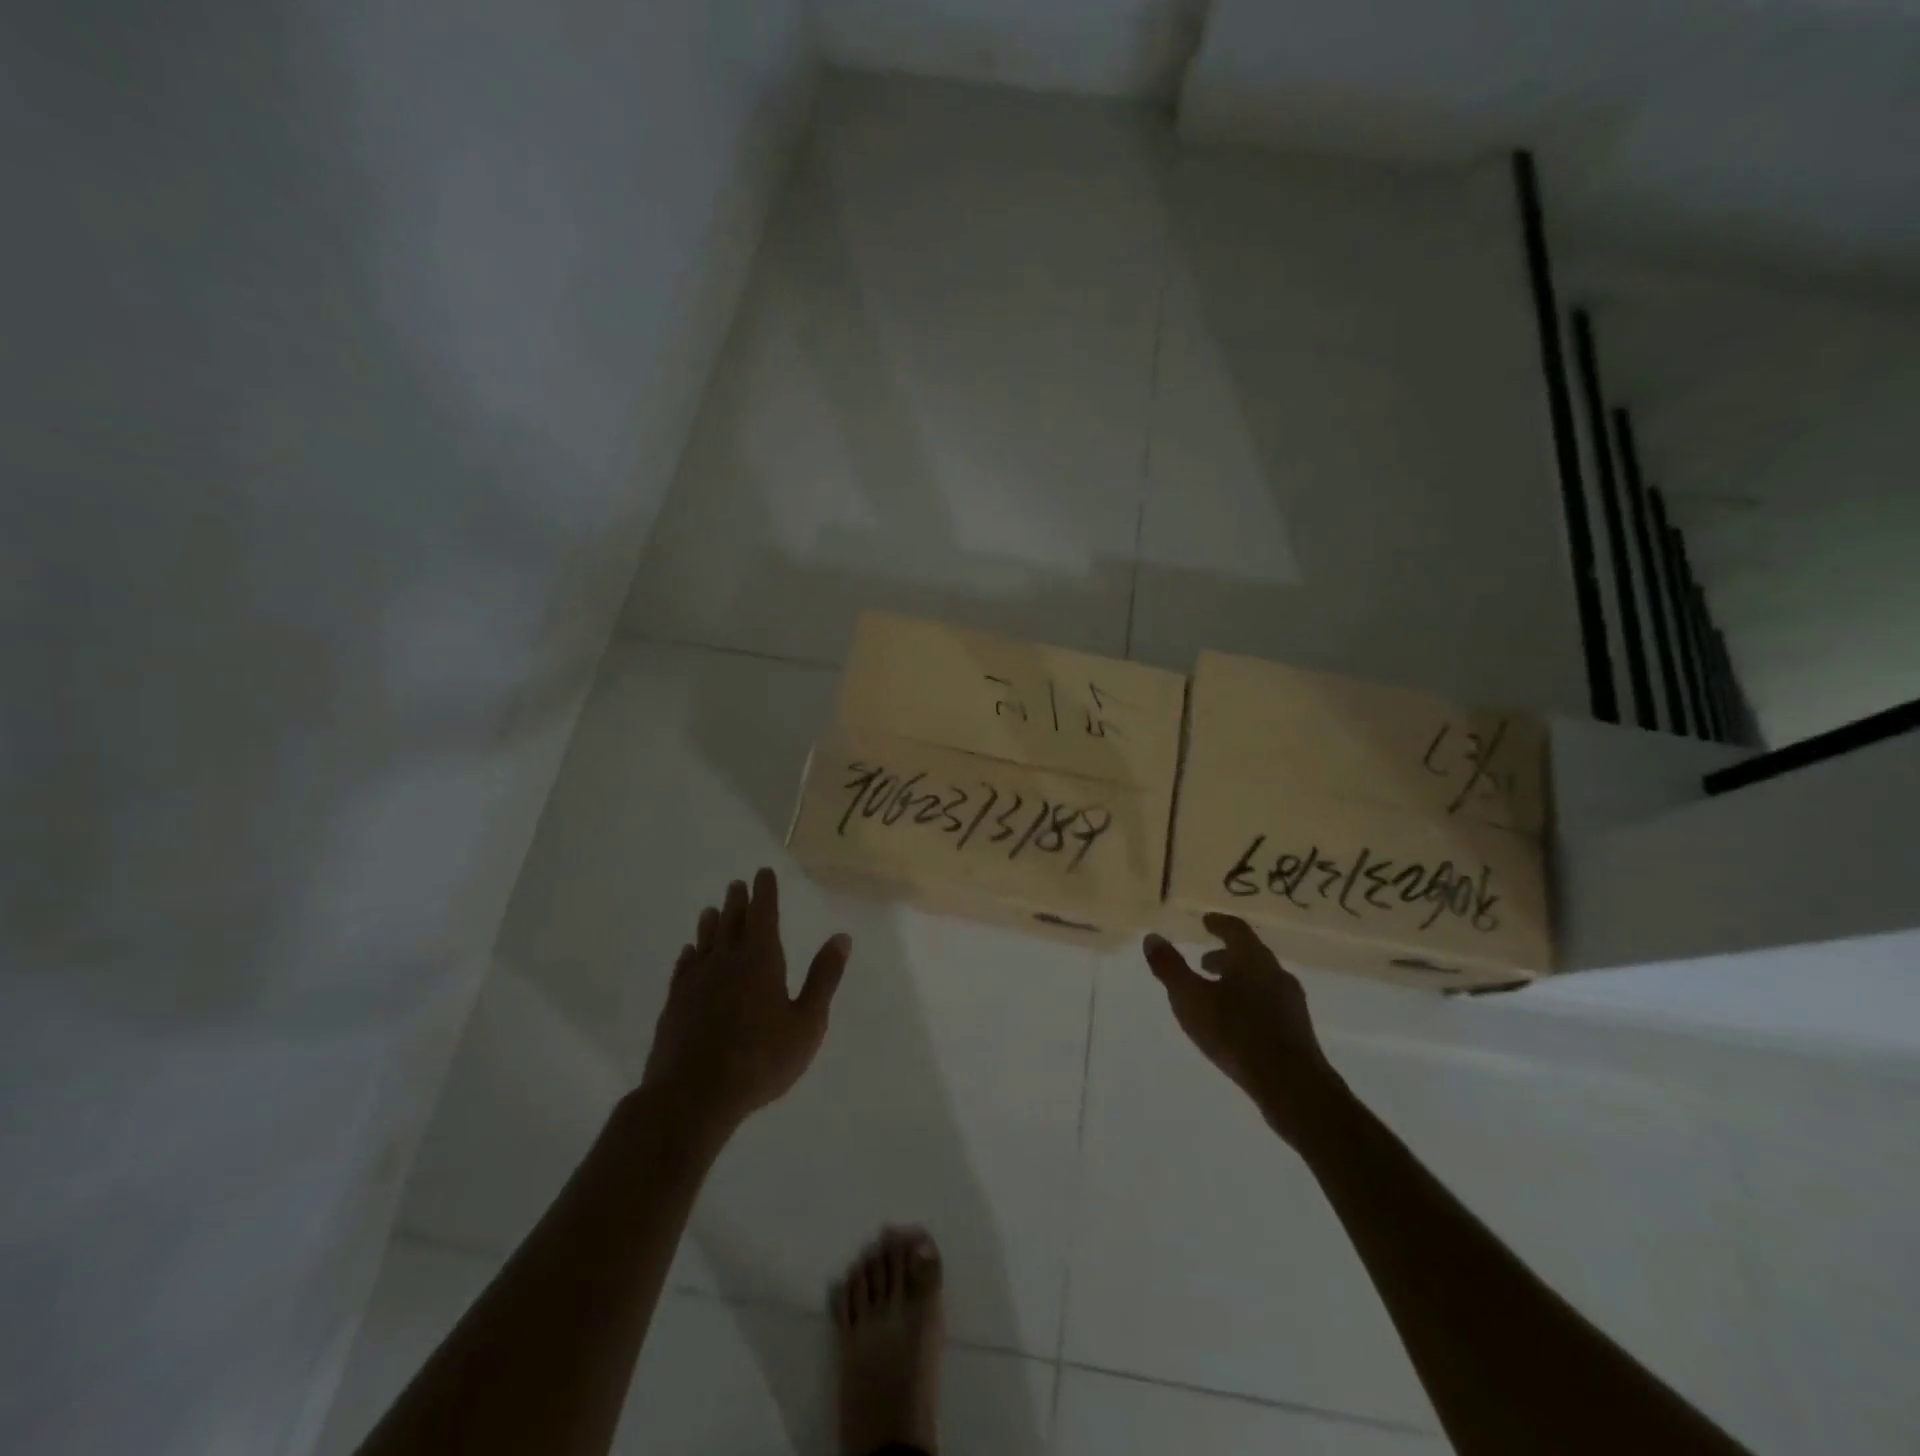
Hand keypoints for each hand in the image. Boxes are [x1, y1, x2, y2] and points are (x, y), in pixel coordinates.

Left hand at [641, 868, 851, 1133]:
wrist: (692, 1096)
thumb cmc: (760, 1059)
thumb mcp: (807, 1022)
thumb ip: (823, 978)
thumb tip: (841, 937)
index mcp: (761, 958)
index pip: (763, 913)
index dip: (765, 892)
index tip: (763, 873)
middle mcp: (726, 960)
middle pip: (732, 922)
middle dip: (738, 901)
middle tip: (738, 884)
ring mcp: (696, 981)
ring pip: (705, 941)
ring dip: (711, 923)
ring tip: (712, 910)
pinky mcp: (675, 1004)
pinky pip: (684, 968)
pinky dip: (689, 955)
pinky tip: (689, 954)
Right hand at [1142, 914, 1344, 1147]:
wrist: (1292, 1086)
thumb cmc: (1236, 1033)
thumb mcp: (1190, 999)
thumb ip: (1170, 967)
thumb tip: (1152, 937)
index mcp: (1252, 958)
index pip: (1236, 929)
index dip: (1219, 923)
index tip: (1206, 922)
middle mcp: (1275, 973)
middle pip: (1249, 955)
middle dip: (1225, 955)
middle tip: (1204, 962)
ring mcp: (1291, 1002)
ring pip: (1260, 980)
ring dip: (1237, 980)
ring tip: (1216, 994)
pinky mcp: (1297, 1029)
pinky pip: (1268, 1002)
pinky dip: (1249, 1001)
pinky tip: (1236, 1022)